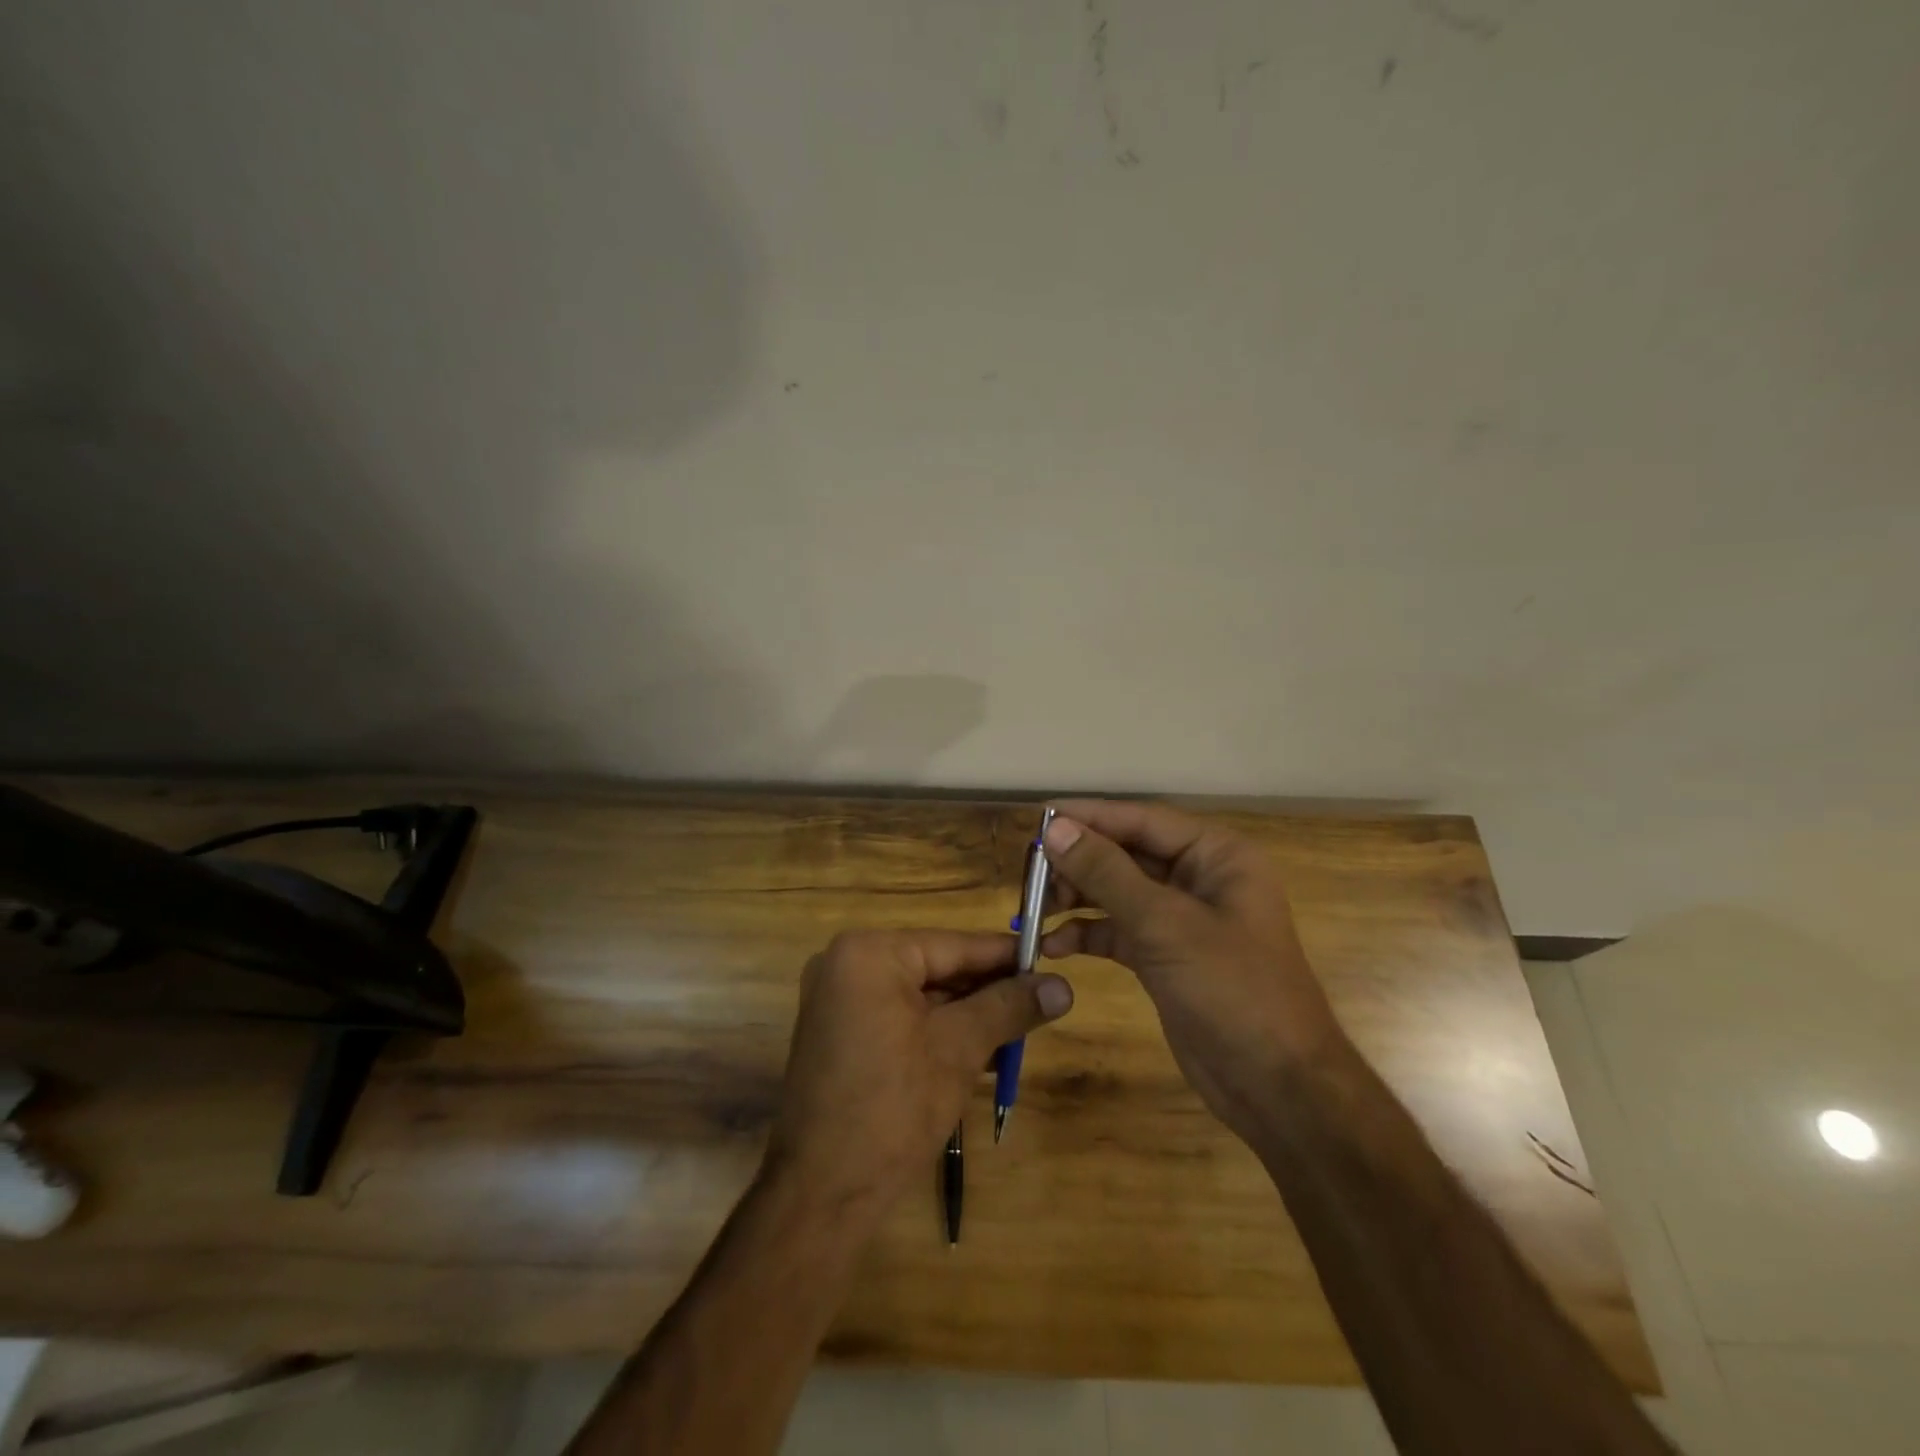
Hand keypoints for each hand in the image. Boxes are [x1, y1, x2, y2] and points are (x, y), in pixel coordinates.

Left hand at [766, 930, 1072, 1217]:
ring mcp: (836, 999)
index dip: (1006, 956)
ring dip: (966, 1014)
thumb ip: (1009, 1008)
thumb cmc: (892, 1110)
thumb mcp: (959, 1050)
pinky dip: (935, 1030)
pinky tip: (979, 1050)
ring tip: (1018, 1031)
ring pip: (920, 995)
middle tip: (1039, 1003)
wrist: (821, 1194)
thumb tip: (1063, 986)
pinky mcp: (837, 1033)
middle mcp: (845, 964)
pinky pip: (898, 1016)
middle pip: (935, 967)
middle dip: (987, 990)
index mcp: (868, 953)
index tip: (1048, 961)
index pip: (954, 945)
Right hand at [1038, 800, 1340, 1146]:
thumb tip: (1054, 828)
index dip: (1089, 817)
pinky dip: (1086, 934)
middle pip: (1125, 855)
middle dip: (1077, 863)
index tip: (1038, 818)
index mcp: (1216, 855)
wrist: (1276, 1087)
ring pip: (1116, 893)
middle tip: (1028, 873)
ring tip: (1033, 910)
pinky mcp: (1165, 956)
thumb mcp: (1164, 924)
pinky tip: (1054, 946)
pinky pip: (1117, 931)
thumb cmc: (1232, 989)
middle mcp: (1199, 878)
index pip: (1142, 820)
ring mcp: (1181, 920)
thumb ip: (1106, 872)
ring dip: (1076, 899)